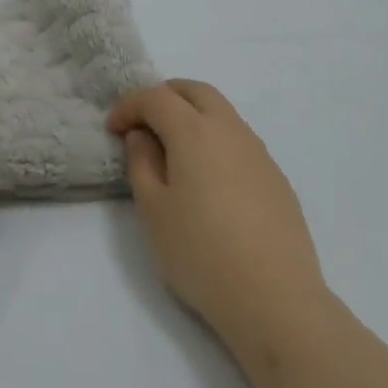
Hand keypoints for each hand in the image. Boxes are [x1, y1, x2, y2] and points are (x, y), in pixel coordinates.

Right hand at [109, 80, 328, 359]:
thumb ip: (142, 164)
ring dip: (192, 115)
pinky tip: (208, 179)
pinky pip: (238, 139)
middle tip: (142, 122)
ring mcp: (258, 150)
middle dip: (164, 96)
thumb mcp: (154, 211)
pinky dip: (214, 140)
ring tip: (172, 150)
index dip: (129, 105)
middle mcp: (230, 129)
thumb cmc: (201, 254)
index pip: (157, 97)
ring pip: (221, 112)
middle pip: (195, 91)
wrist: (274, 296)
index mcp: (195, 132)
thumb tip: (142, 136)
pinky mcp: (275, 175)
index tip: (113, 128)